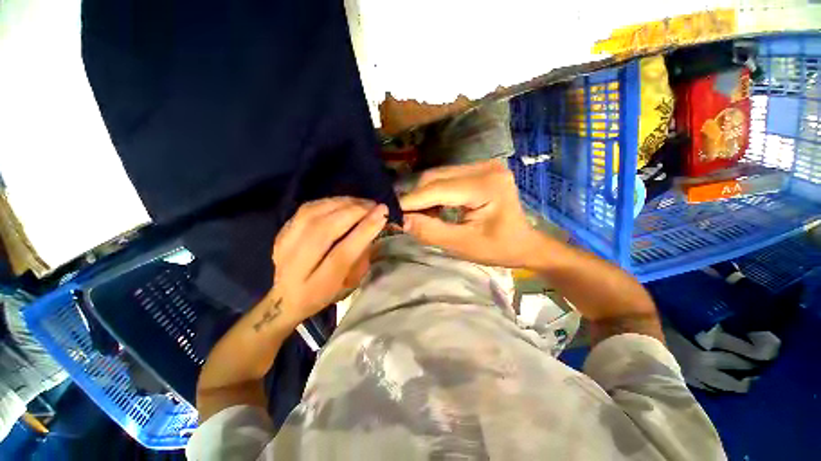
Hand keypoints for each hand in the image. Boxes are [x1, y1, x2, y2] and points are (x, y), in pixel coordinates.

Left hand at [269, 197, 386, 326]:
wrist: (287, 297)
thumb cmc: (326, 293)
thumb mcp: (350, 284)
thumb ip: (361, 258)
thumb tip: (373, 225)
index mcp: (317, 287)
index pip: (342, 254)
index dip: (364, 231)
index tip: (382, 214)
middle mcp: (295, 267)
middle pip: (324, 230)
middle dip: (354, 212)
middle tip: (374, 205)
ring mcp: (283, 247)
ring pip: (313, 215)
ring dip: (342, 204)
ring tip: (362, 203)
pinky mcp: (280, 233)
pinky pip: (306, 209)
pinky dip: (329, 202)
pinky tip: (344, 203)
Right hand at [400, 160, 547, 267]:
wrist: (524, 243)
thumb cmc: (499, 248)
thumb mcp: (463, 245)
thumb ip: (431, 232)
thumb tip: (401, 220)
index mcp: (486, 185)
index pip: (438, 189)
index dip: (411, 201)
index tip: (389, 211)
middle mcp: (484, 167)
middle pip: (436, 178)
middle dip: (416, 199)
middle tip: (402, 218)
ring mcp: (482, 165)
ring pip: (438, 176)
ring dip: (424, 197)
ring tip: (417, 216)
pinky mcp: (479, 170)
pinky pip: (446, 179)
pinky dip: (434, 194)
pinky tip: (432, 209)